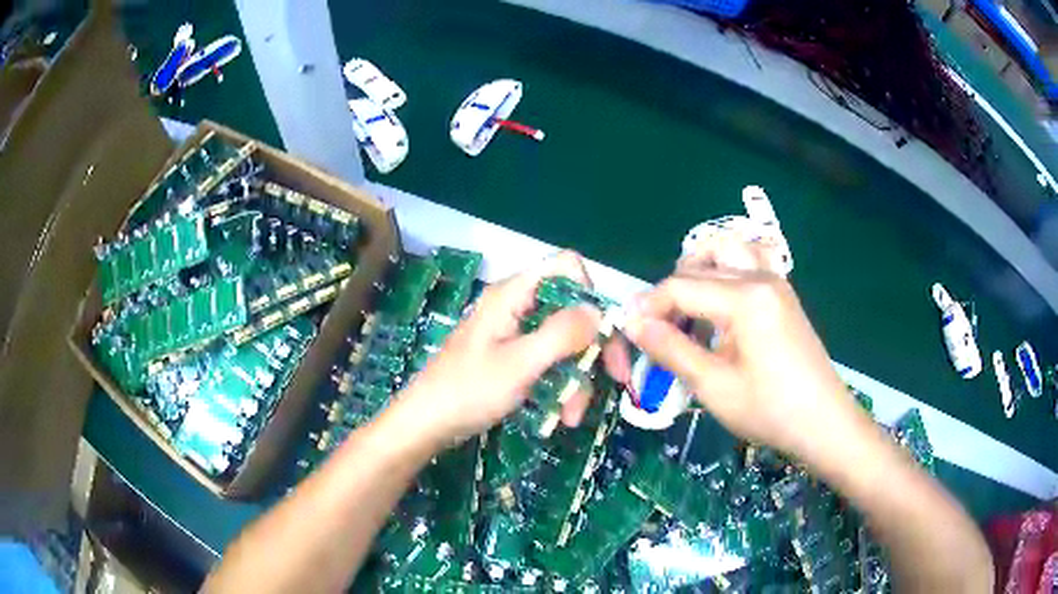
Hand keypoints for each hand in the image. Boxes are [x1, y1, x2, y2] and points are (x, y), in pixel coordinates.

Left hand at [399, 251, 609, 445]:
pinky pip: (548, 362)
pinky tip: (560, 416)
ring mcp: (515, 333)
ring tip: (571, 416)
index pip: (566, 268)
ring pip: (564, 342)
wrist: (427, 424)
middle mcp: (517, 307)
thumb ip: (561, 334)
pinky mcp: (513, 358)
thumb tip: (600, 312)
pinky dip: (559, 386)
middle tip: (614, 378)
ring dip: (576, 378)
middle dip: (592, 348)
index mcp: (514, 295)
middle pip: (572, 310)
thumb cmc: (468, 390)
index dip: (591, 294)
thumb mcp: (520, 363)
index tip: (602, 333)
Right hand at [623, 239, 862, 457]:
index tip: (628, 331)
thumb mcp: (713, 386)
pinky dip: (724, 274)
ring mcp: (776, 282)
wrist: (824, 423)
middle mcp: (760, 277)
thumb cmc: (769, 410)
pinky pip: (747, 263)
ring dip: (700, 270)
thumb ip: (671, 348)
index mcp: (744, 298)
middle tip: (662, 328)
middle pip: (700, 262)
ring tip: (689, 310)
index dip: (649, 306)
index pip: (680, 286)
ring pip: (727, 250)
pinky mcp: (783, 294)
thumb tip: (632, 322)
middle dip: (672, 289)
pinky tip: (721, 312)